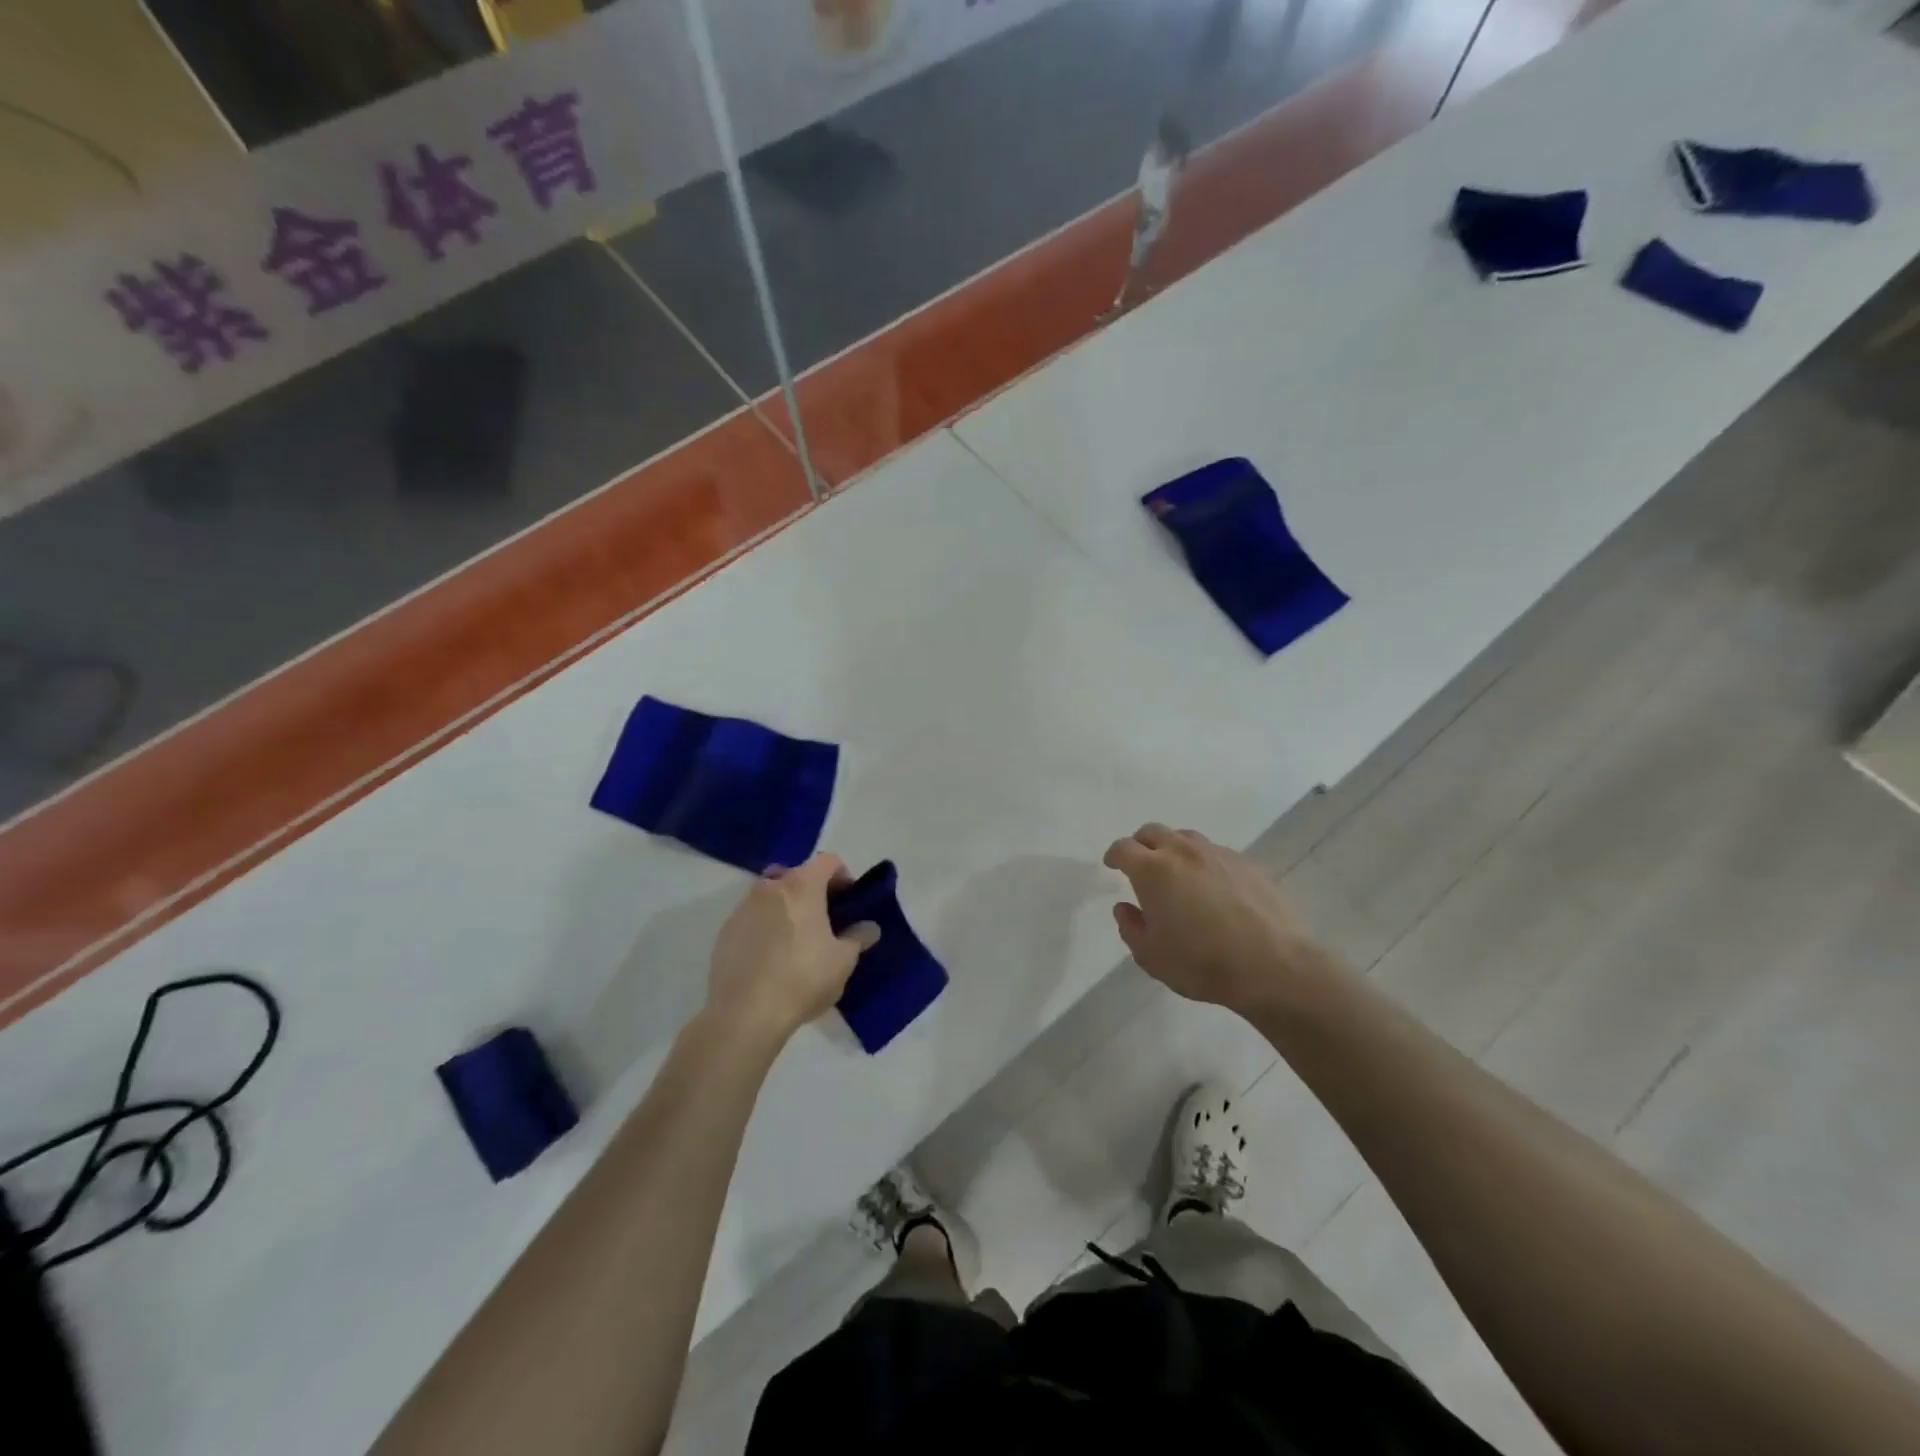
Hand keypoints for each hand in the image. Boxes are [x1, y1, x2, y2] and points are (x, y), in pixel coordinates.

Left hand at [707, 853, 878, 1043]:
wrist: (745, 1014)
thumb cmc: (803, 979)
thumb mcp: (843, 961)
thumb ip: (858, 937)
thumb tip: (869, 928)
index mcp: (802, 886)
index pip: (828, 861)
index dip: (843, 876)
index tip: (849, 901)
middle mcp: (770, 887)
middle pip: (797, 875)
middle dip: (813, 891)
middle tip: (825, 920)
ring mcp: (743, 908)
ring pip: (771, 896)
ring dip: (787, 908)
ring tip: (797, 940)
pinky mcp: (725, 932)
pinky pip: (752, 918)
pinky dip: (765, 927)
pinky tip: (771, 958)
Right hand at [1104, 824, 1329, 1014]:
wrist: (1274, 967)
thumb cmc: (1203, 964)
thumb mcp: (1151, 957)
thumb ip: (1131, 928)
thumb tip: (1125, 907)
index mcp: (1153, 870)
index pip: (1123, 848)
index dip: (1114, 855)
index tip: (1112, 865)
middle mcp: (1184, 852)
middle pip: (1153, 832)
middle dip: (1141, 845)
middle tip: (1141, 866)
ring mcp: (1219, 854)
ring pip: (1186, 838)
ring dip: (1174, 849)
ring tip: (1178, 874)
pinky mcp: (1248, 864)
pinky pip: (1216, 853)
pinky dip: (1204, 862)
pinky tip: (1213, 888)